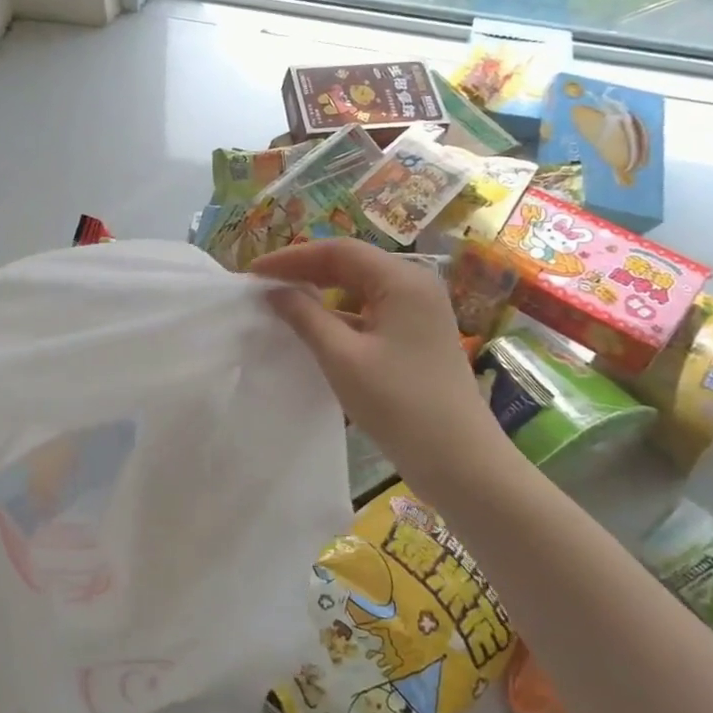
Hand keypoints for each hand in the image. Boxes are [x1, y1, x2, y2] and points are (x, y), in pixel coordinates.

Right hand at [250, 239, 512, 495]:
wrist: (459, 461)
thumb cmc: (399, 404)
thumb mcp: (342, 358)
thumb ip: (305, 317)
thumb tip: (274, 292)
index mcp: (402, 280)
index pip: (338, 251)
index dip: (292, 257)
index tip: (253, 273)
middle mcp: (414, 285)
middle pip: (351, 263)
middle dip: (304, 270)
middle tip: (263, 285)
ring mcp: (419, 311)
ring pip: (359, 287)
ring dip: (319, 291)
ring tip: (281, 302)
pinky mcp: (417, 335)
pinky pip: (370, 310)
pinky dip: (338, 314)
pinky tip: (313, 329)